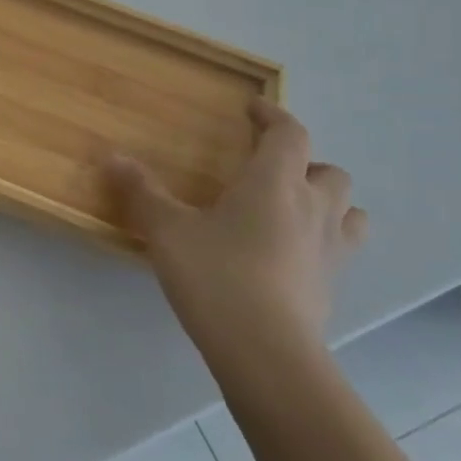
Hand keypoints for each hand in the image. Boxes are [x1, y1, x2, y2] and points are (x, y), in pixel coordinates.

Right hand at [104, 100, 367, 351]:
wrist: (266, 352)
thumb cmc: (216, 276)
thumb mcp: (167, 230)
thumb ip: (141, 192)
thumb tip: (112, 157)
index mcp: (274, 183)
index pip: (290, 134)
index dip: (273, 116)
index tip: (253, 109)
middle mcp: (313, 209)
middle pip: (330, 171)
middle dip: (304, 163)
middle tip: (268, 170)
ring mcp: (330, 250)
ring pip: (348, 211)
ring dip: (326, 202)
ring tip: (292, 209)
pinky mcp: (332, 286)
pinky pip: (340, 249)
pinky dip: (322, 240)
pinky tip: (289, 254)